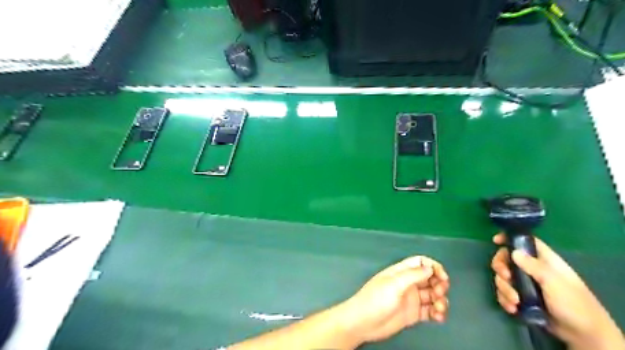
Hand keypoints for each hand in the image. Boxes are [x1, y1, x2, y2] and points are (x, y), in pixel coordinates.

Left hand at [342, 256, 449, 345]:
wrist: (363, 322)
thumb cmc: (375, 300)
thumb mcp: (394, 284)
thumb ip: (413, 275)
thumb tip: (430, 268)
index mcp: (401, 272)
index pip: (420, 262)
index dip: (433, 267)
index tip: (442, 277)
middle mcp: (407, 283)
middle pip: (429, 278)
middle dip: (439, 284)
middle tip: (440, 293)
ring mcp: (411, 299)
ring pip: (432, 295)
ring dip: (440, 300)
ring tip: (439, 309)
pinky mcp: (413, 314)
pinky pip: (430, 311)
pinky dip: (437, 313)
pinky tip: (438, 317)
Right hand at [491, 233, 621, 349]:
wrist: (582, 334)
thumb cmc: (573, 303)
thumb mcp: (554, 282)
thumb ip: (533, 266)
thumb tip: (513, 252)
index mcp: (543, 260)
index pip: (524, 242)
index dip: (509, 239)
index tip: (495, 241)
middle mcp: (531, 269)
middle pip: (506, 259)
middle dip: (501, 268)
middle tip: (505, 277)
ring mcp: (525, 284)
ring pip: (503, 278)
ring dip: (504, 289)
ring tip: (515, 301)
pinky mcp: (521, 298)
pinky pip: (504, 293)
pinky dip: (505, 300)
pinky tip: (513, 308)